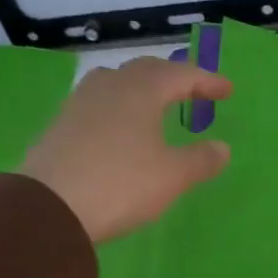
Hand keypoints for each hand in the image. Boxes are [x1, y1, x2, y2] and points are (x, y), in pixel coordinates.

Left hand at [19, 56, 232, 243]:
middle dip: (174, 78)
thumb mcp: (172, 176)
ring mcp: (80, 104)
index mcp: (141, 91)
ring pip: (117, 82)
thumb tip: (222, 148)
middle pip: (146, 70)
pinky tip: (122, 126)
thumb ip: (201, 159)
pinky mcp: (61, 125)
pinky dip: (120, 106)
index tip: (227, 90)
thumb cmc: (121, 184)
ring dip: (142, 87)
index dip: (206, 81)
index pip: (180, 75)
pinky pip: (99, 103)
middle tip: (194, 90)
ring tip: (156, 102)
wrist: (49, 207)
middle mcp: (109, 87)